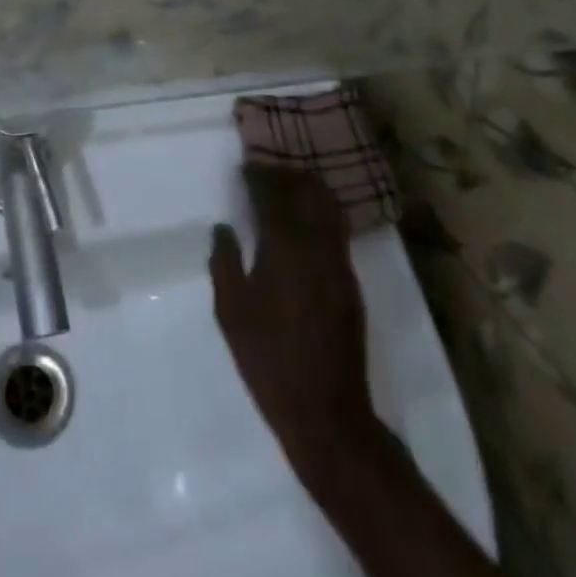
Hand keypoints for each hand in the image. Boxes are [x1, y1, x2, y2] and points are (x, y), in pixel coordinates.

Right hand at [210, 165, 375, 493]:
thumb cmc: (268, 358)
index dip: (259, 176)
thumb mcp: (231, 311)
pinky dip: (321, 214)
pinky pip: (336, 231)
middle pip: (307, 193)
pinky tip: (307, 223)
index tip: (246, 166)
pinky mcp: (350, 283)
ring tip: (289, 186)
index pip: (273, 196)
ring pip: (327, 209)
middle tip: (267, 171)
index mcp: (284, 248)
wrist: (325, 410)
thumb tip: (224, 228)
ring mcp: (339, 264)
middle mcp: (316, 246)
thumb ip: (224, 262)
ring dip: (309, 191)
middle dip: (287, 176)